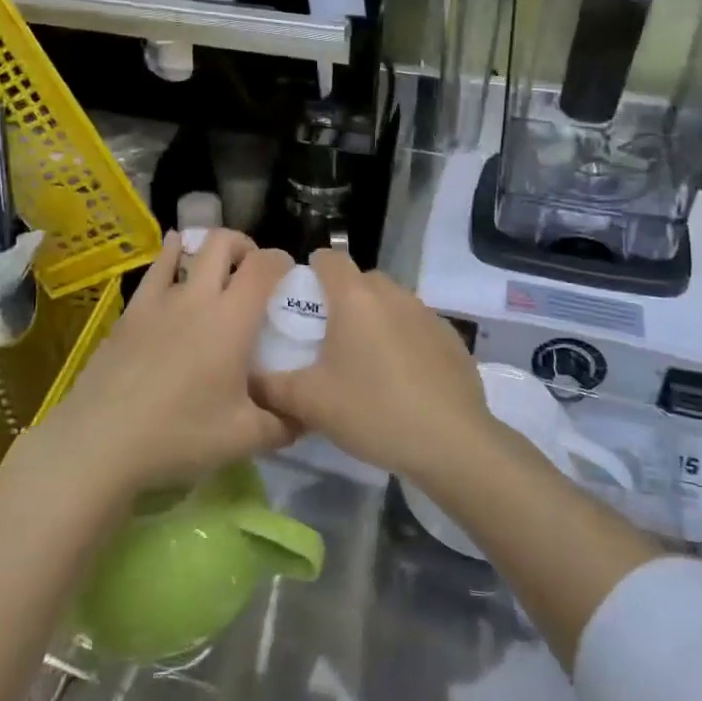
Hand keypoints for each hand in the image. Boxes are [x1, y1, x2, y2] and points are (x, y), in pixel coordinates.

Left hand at [38, 230, 296, 497]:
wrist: (101, 441)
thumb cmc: (179, 435)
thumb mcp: (244, 439)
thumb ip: (283, 424)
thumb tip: (307, 415)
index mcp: (231, 320)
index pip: (264, 266)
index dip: (282, 261)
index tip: (289, 276)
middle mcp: (197, 297)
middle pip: (224, 243)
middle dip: (245, 246)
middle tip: (253, 272)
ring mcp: (159, 300)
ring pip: (187, 249)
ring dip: (208, 249)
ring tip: (216, 266)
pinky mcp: (131, 311)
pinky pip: (155, 269)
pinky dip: (171, 256)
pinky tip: (173, 257)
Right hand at [255, 249, 493, 481]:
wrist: (452, 442)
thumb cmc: (373, 410)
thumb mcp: (310, 403)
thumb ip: (272, 388)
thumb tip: (249, 380)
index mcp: (355, 297)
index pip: (329, 258)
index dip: (311, 272)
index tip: (302, 302)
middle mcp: (393, 294)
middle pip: (361, 280)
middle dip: (343, 299)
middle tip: (329, 339)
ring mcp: (428, 314)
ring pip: (392, 303)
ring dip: (376, 320)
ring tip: (366, 362)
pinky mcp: (452, 338)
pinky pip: (417, 327)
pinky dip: (405, 340)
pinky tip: (403, 379)